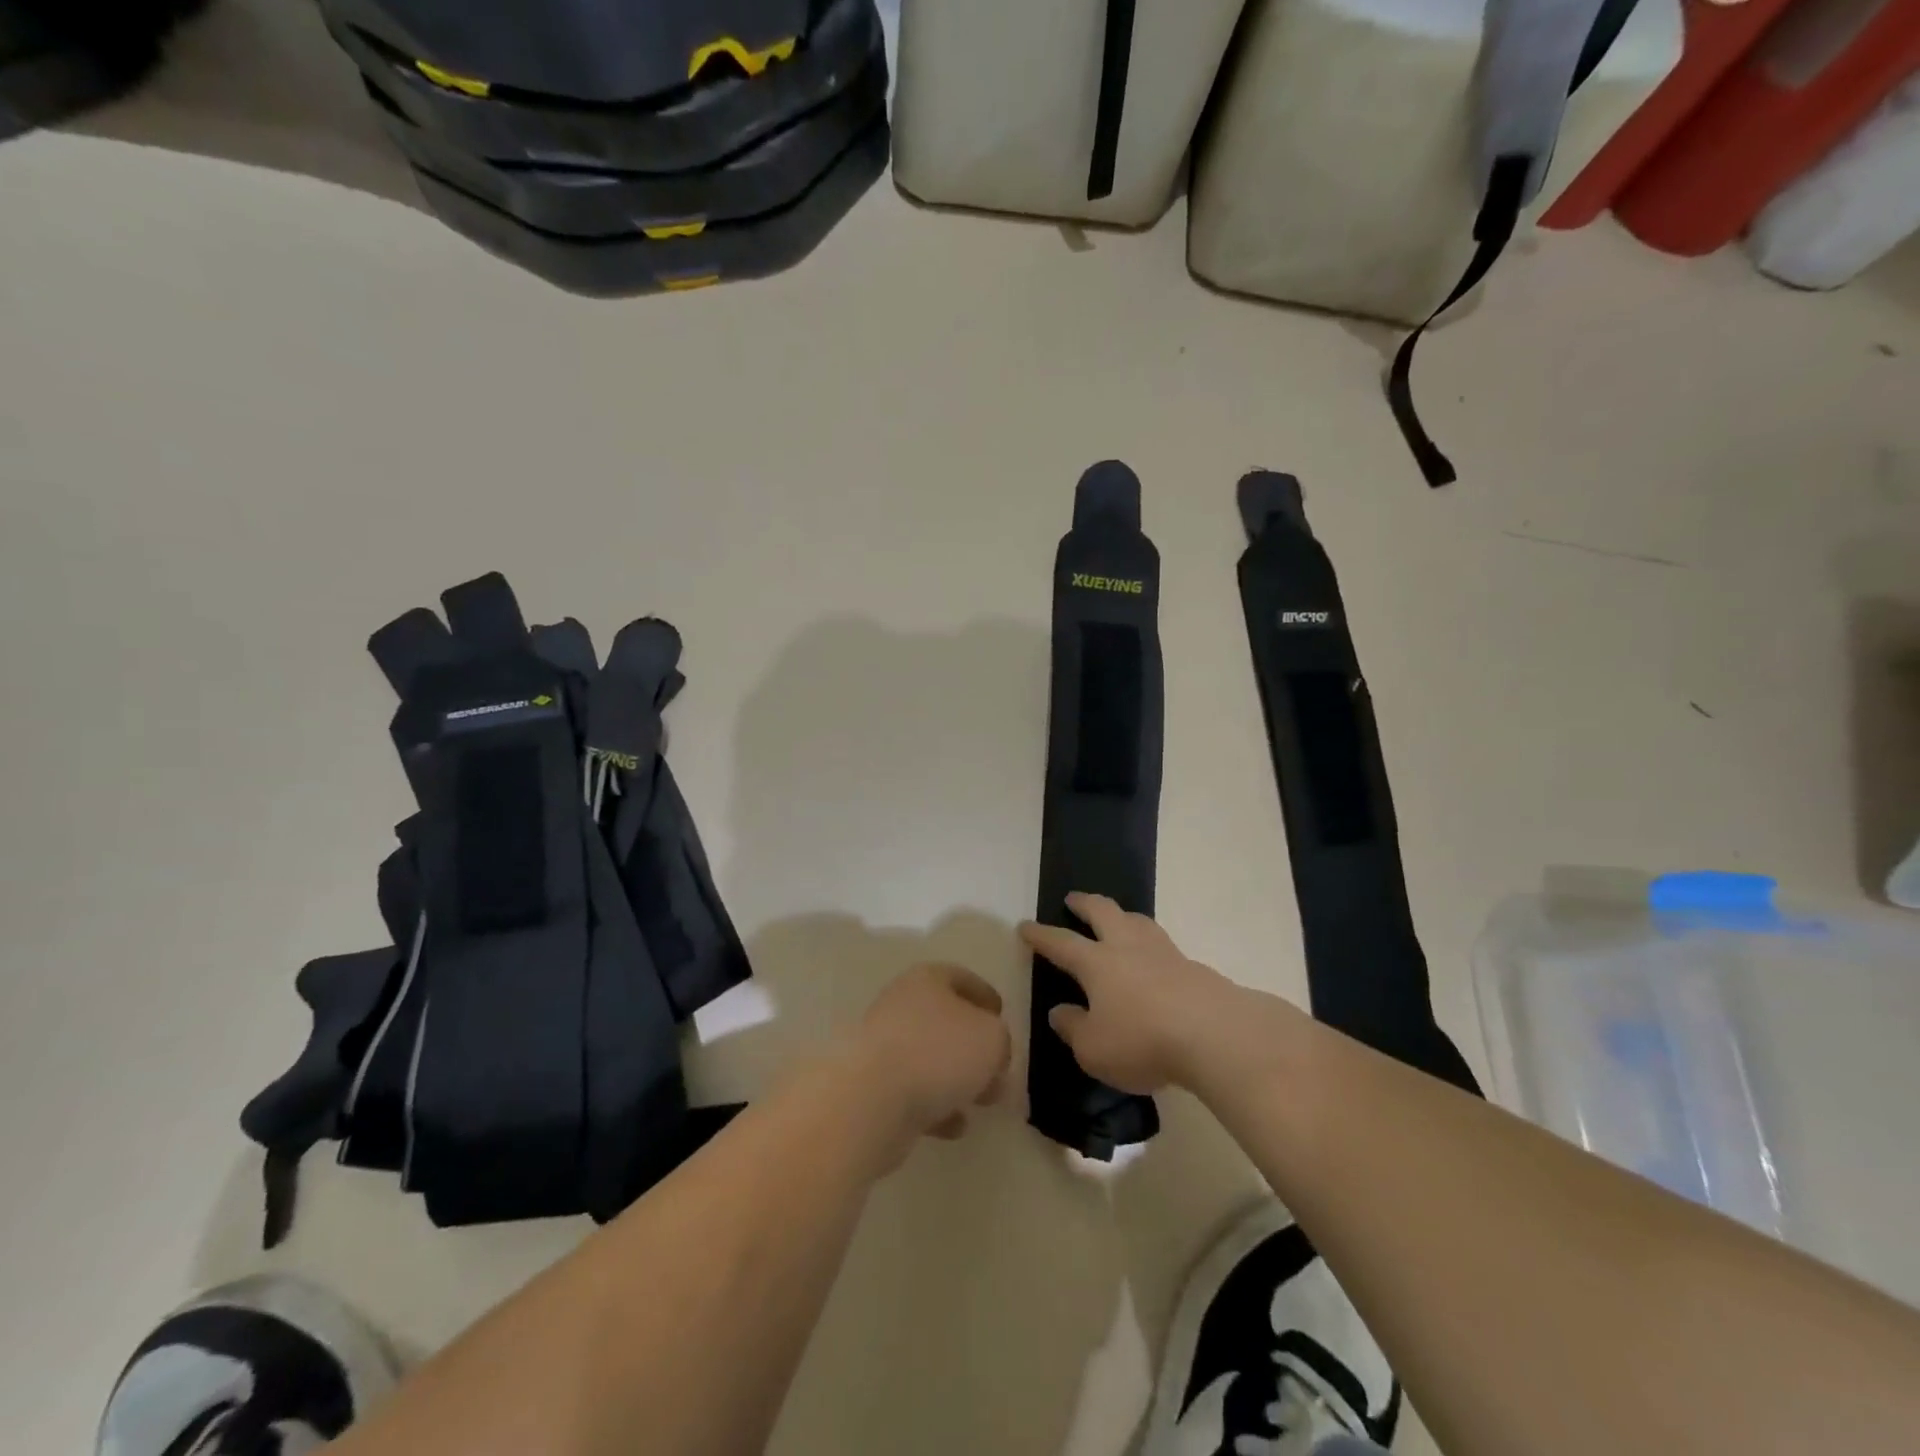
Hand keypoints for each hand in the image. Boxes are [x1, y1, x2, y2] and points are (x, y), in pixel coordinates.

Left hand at [847, 964, 1012, 1165]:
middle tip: (999, 1068)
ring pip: (930, 1059)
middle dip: (975, 1045)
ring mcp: (883, 1048)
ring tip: (985, 1101)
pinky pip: (913, 1093)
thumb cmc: (937, 1053)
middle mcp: (901, 1006)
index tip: (1002, 1014)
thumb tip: (992, 1051)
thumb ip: (1000, 1039)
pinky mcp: (873, 1088)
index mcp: (926, 980)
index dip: (983, 994)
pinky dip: (936, 1107)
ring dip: (958, 1079)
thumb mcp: (991, 1038)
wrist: (869, 1100)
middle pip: (945, 1020)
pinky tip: (955, 1126)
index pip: (960, 978)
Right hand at [1019, 893, 1241, 1093]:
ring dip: (1122, 916)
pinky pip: (1164, 946)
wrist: (1216, 1035)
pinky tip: (1155, 962)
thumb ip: (1073, 1028)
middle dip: (1085, 903)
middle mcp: (1127, 947)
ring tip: (1117, 919)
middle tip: (1073, 899)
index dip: (1041, 935)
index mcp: (1096, 963)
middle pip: (1103, 912)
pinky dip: (1151, 946)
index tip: (1025, 926)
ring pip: (1138, 921)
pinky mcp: (1194, 968)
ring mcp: (1164, 953)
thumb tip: (1059, 1011)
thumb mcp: (1094, 1049)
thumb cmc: (1143, 1041)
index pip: (1061, 943)